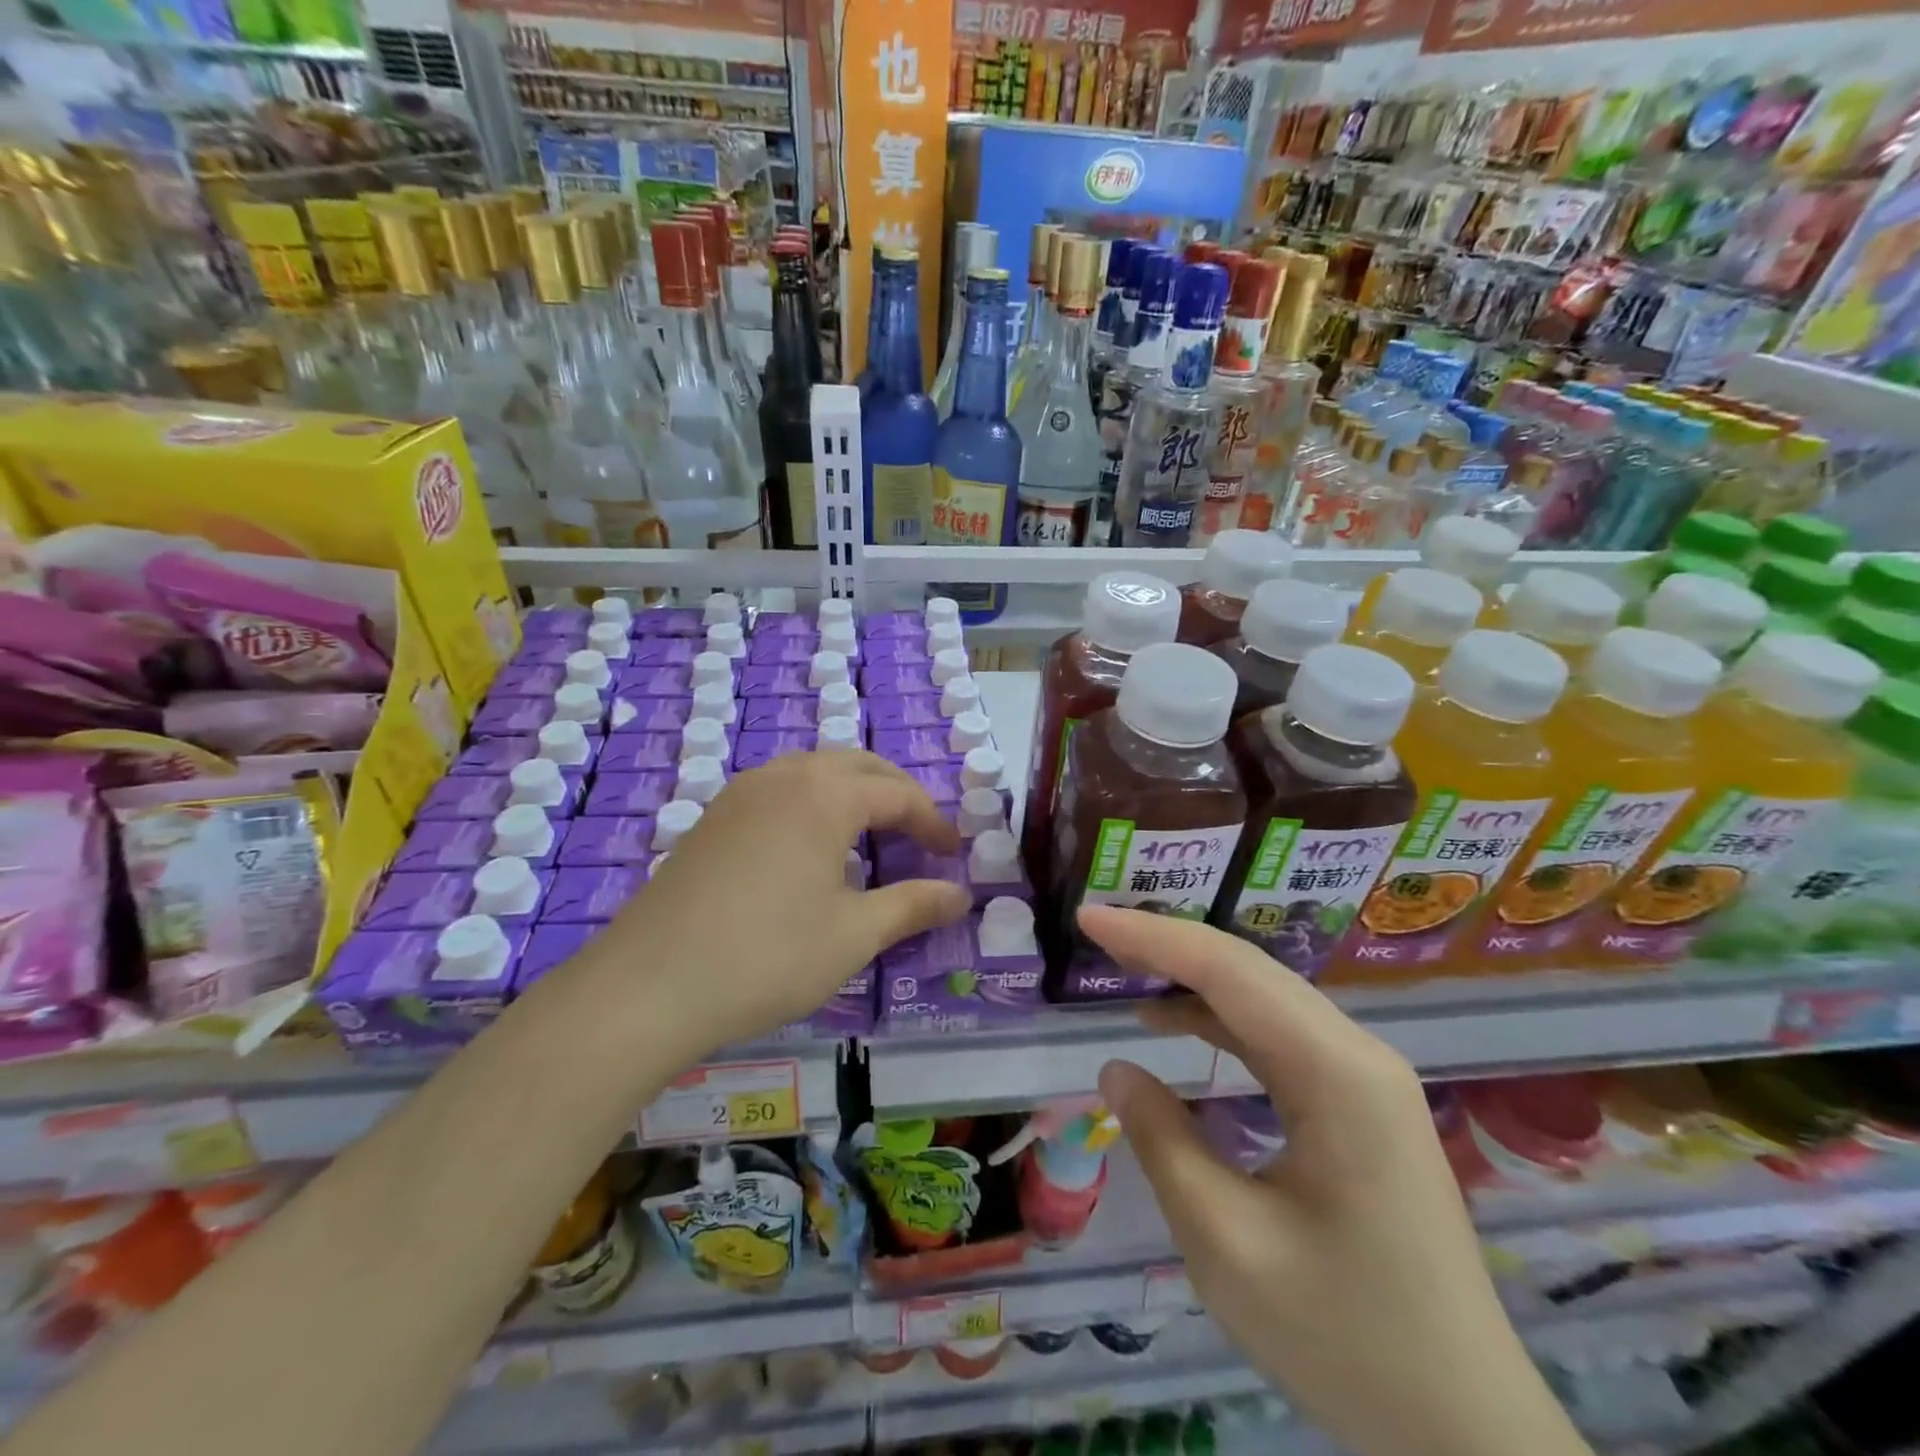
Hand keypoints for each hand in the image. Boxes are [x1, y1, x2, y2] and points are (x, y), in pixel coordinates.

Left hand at [592, 751, 969, 1057]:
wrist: (647, 986)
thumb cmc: (767, 956)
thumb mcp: (854, 935)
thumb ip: (914, 906)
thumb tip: (962, 895)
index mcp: (824, 795)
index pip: (898, 792)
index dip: (933, 822)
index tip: (953, 856)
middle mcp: (783, 777)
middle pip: (857, 766)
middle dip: (897, 794)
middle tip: (920, 836)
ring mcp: (740, 793)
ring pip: (814, 772)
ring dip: (853, 794)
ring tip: (871, 837)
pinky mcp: (712, 817)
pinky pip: (779, 789)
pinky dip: (813, 803)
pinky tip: (810, 849)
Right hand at [1082, 907, 1591, 1455]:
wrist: (1467, 1429)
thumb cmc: (1346, 1341)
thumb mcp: (1227, 1245)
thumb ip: (1163, 1141)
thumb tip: (1117, 1069)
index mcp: (1336, 1074)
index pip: (1228, 972)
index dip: (1151, 936)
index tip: (1088, 917)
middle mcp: (1356, 1054)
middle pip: (1248, 971)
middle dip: (1166, 944)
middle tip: (1095, 932)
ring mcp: (1363, 1077)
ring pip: (1262, 997)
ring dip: (1190, 976)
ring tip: (1123, 967)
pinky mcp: (1358, 1102)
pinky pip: (1276, 1035)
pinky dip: (1217, 1017)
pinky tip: (1175, 1022)